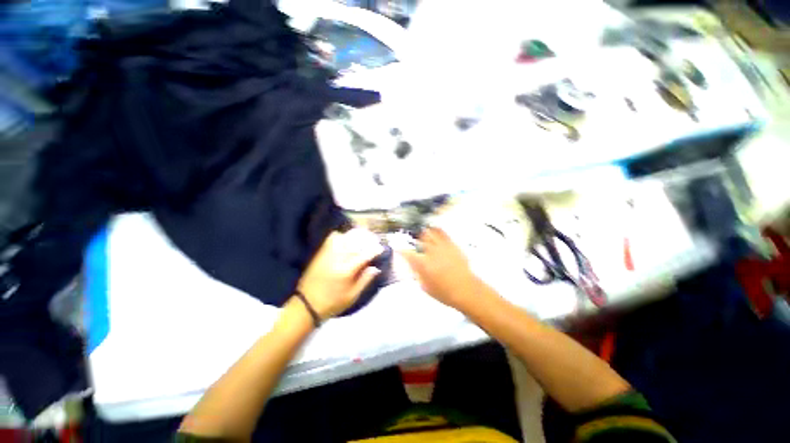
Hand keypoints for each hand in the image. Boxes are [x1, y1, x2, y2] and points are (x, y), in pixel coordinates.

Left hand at [297, 229, 382, 319]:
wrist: (306, 305)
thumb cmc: (332, 303)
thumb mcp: (352, 296)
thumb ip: (365, 280)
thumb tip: (375, 268)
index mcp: (347, 271)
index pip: (364, 255)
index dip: (374, 250)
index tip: (381, 248)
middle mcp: (337, 259)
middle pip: (355, 243)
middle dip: (366, 239)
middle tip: (372, 240)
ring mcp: (327, 255)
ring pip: (343, 238)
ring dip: (354, 236)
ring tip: (360, 238)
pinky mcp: (320, 254)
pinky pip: (331, 239)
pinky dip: (340, 236)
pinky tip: (345, 239)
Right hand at [402, 227, 482, 310]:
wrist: (466, 290)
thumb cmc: (445, 292)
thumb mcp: (425, 287)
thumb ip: (417, 274)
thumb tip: (412, 266)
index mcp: (423, 264)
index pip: (407, 253)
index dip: (400, 250)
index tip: (398, 248)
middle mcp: (431, 252)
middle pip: (419, 239)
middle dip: (414, 238)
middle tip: (411, 239)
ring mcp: (442, 247)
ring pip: (430, 233)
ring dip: (424, 232)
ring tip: (422, 232)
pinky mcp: (452, 245)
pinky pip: (443, 233)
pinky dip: (437, 230)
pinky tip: (435, 229)